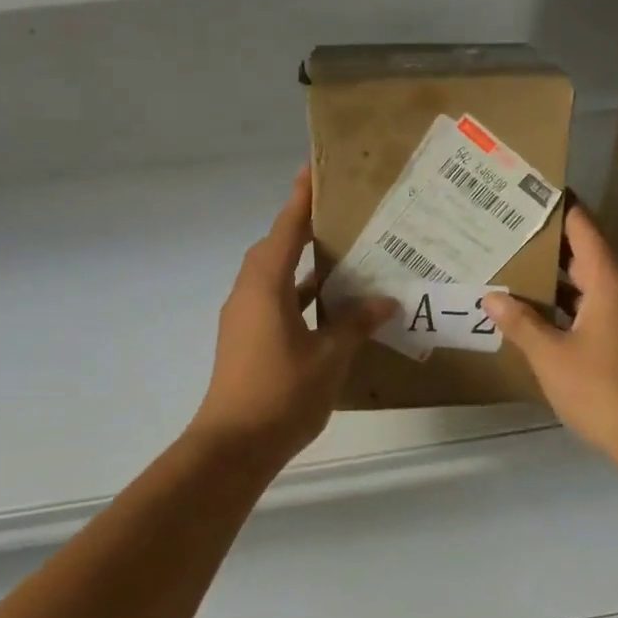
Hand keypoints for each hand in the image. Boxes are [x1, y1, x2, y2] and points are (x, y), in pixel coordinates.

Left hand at [189, 166, 396, 461]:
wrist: (233, 446)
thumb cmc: (282, 394)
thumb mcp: (330, 357)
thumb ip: (355, 324)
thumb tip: (383, 301)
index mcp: (265, 286)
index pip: (285, 230)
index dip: (300, 199)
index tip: (313, 170)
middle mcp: (249, 293)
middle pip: (275, 249)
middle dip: (302, 229)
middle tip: (338, 215)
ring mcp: (244, 318)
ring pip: (275, 277)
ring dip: (302, 265)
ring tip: (341, 255)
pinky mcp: (246, 340)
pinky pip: (274, 302)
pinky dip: (298, 296)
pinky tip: (329, 307)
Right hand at [483, 203, 617, 468]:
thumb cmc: (603, 391)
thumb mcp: (551, 356)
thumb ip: (521, 323)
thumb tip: (492, 297)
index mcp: (610, 282)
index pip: (583, 227)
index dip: (559, 206)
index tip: (530, 190)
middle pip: (585, 251)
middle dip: (548, 241)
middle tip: (507, 229)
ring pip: (588, 281)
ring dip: (555, 275)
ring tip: (513, 264)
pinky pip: (594, 304)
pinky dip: (566, 300)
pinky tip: (536, 310)